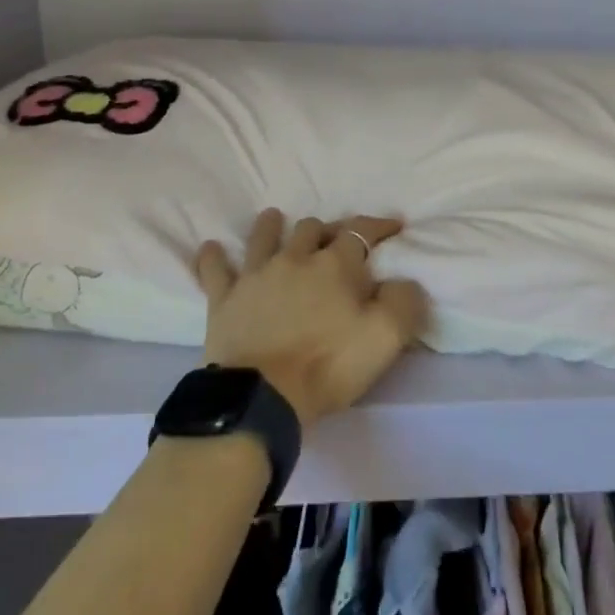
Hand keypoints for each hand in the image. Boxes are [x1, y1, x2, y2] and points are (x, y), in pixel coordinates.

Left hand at [194, 209, 429, 430]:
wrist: (262, 396)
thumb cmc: (329, 365)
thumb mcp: (386, 337)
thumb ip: (403, 301)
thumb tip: (402, 281)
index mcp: (336, 265)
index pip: (361, 231)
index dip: (379, 225)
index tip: (394, 225)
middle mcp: (295, 259)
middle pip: (312, 228)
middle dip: (326, 229)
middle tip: (334, 240)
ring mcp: (256, 276)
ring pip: (264, 237)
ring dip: (271, 225)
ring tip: (274, 218)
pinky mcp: (224, 299)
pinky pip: (215, 270)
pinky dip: (213, 257)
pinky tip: (211, 247)